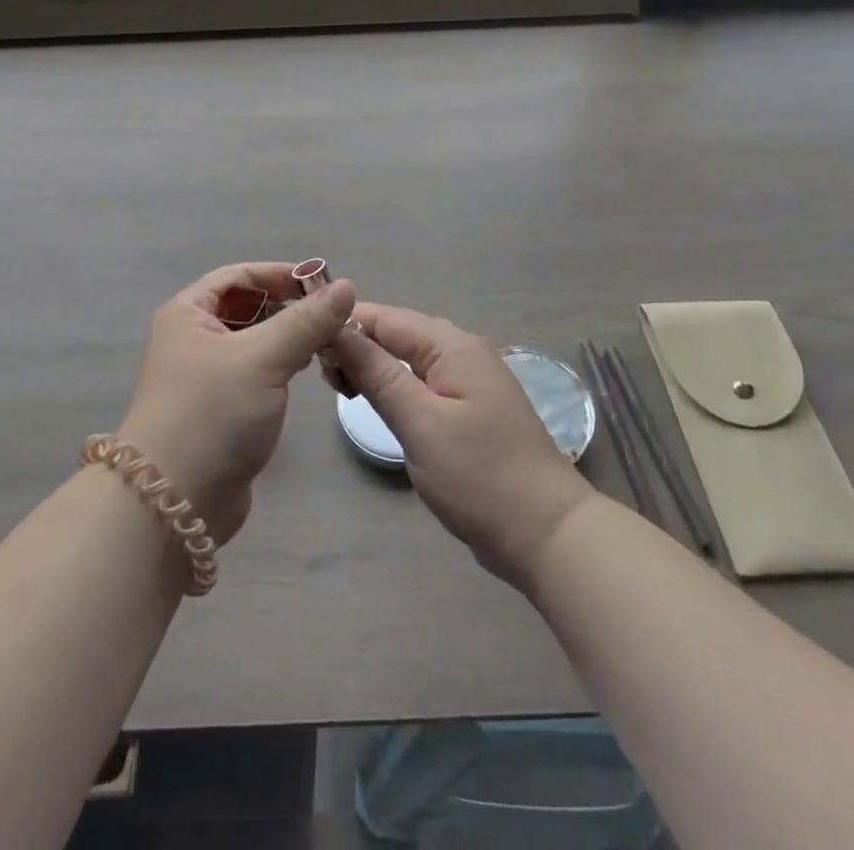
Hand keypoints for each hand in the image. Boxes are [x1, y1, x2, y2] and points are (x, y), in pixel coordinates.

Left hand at [119, 263, 355, 545]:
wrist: (172, 503)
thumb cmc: (212, 414)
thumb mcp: (262, 358)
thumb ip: (306, 321)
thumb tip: (346, 287)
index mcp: (188, 313)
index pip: (239, 275)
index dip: (280, 274)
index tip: (324, 283)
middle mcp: (192, 338)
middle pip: (247, 307)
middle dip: (288, 307)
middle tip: (333, 317)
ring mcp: (205, 376)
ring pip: (254, 341)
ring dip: (288, 338)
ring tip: (328, 343)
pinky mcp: (220, 409)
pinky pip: (256, 373)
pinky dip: (281, 366)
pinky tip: (306, 372)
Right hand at [330, 304, 593, 590]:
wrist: (548, 535)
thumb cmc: (480, 476)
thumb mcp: (420, 422)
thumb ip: (377, 373)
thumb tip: (337, 329)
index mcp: (453, 346)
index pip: (386, 317)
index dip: (345, 324)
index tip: (306, 345)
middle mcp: (462, 352)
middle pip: (397, 333)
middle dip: (357, 346)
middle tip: (324, 379)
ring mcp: (468, 381)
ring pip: (407, 359)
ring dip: (373, 367)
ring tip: (341, 391)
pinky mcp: (468, 409)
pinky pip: (421, 383)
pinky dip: (394, 387)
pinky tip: (375, 404)